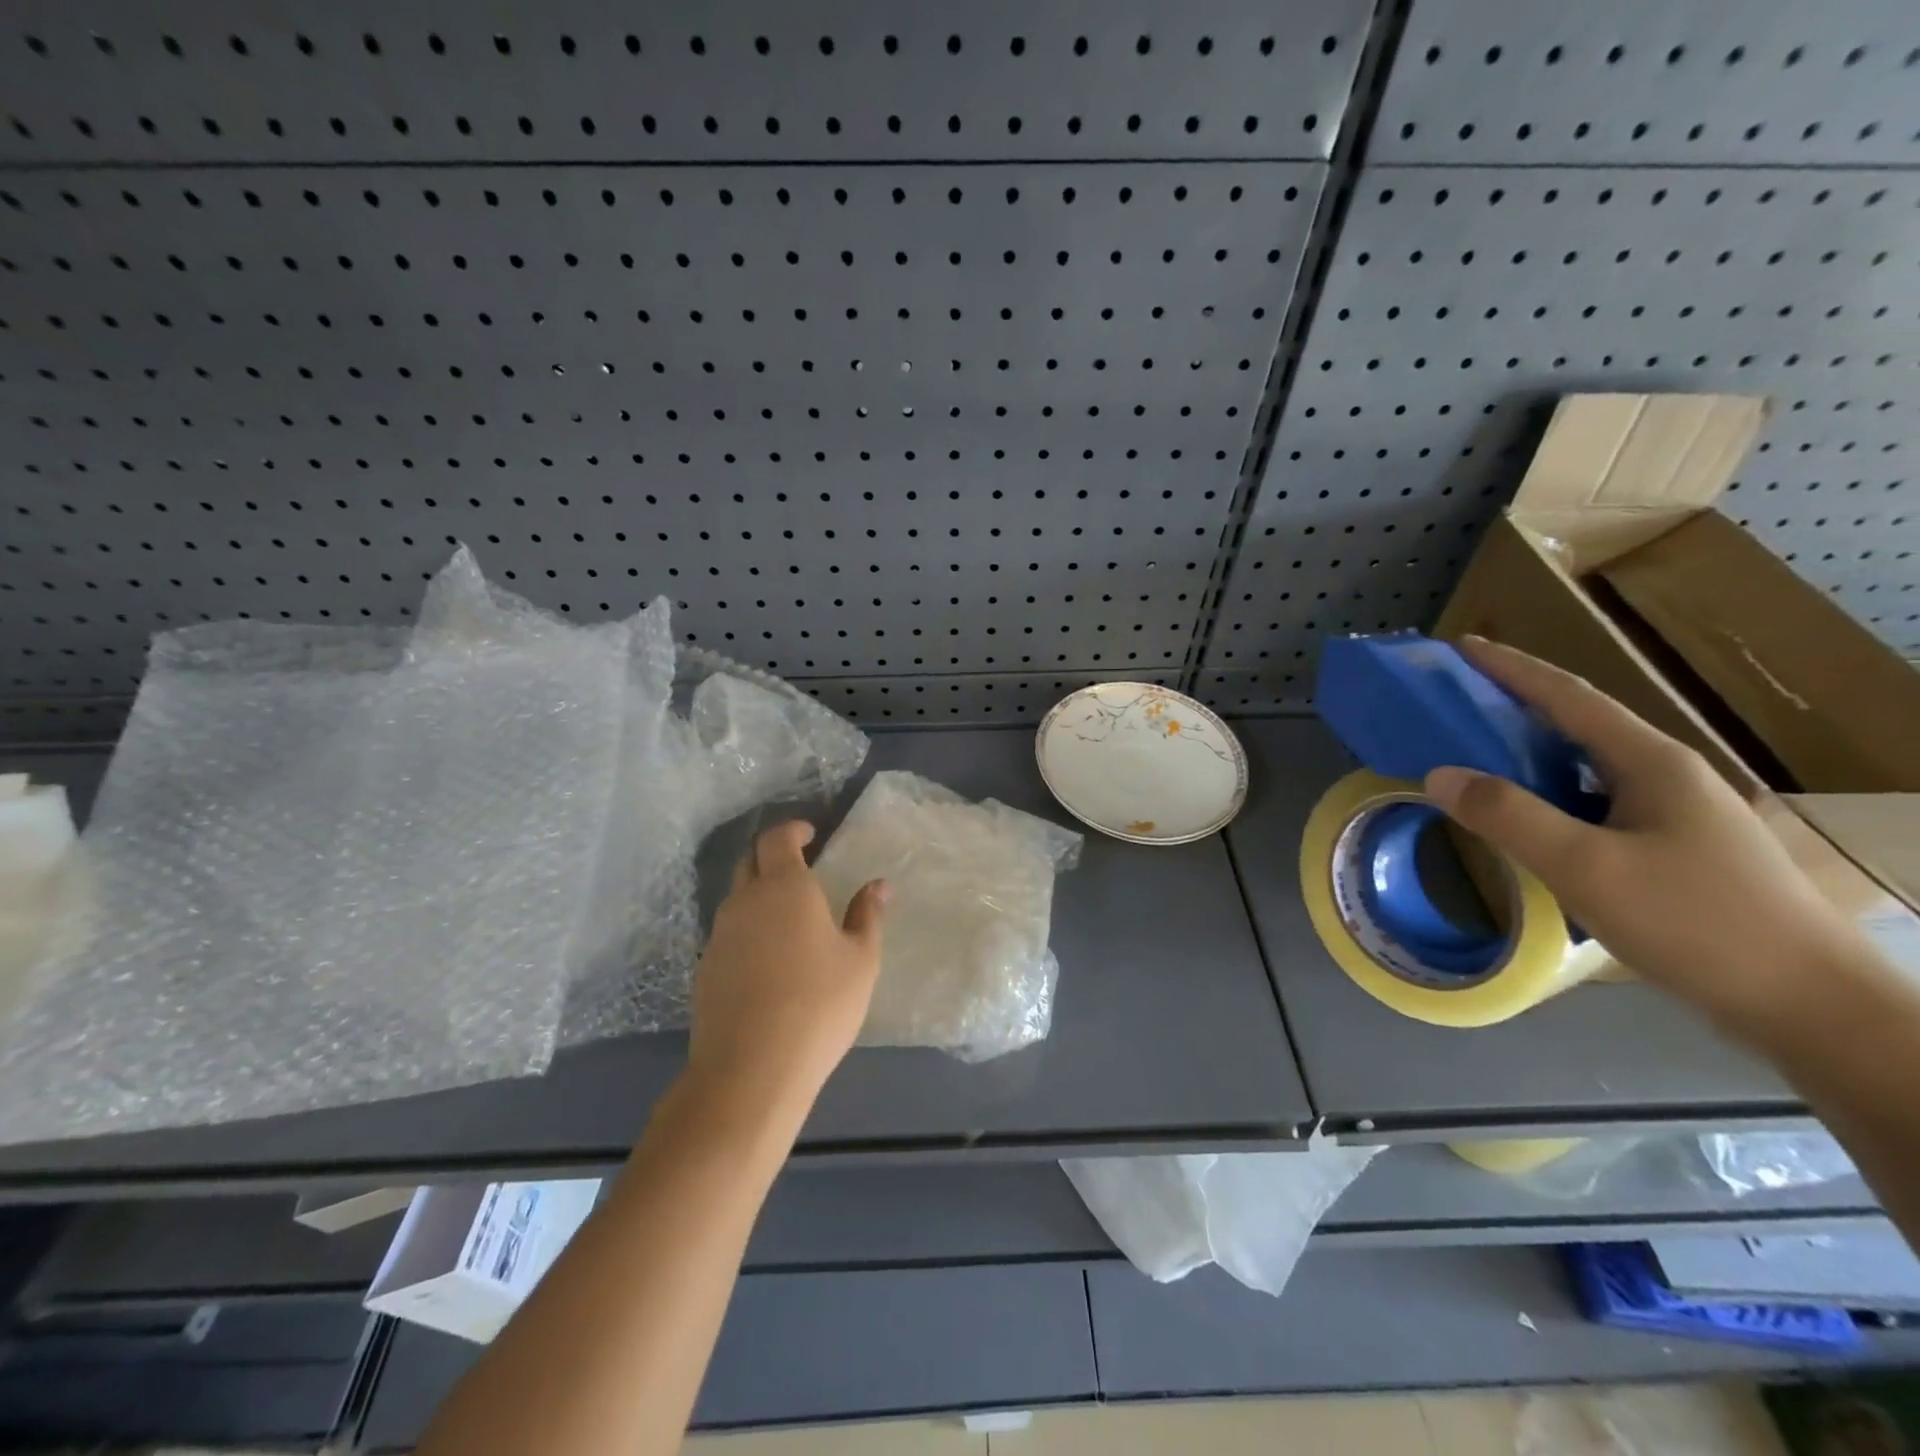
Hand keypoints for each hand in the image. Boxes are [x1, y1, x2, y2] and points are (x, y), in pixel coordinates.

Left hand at [685, 821, 887, 1116]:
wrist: (751, 1069)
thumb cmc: (819, 1004)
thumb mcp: (861, 960)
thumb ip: (868, 915)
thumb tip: (879, 885)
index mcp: (785, 887)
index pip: (777, 838)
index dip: (793, 830)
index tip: (811, 833)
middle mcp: (745, 901)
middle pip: (751, 861)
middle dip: (773, 856)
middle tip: (801, 870)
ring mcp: (720, 935)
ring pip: (737, 898)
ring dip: (759, 895)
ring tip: (789, 920)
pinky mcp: (705, 969)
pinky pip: (729, 933)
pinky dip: (748, 930)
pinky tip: (768, 961)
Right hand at [1424, 637, 1855, 1033]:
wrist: (1810, 1005)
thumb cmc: (1697, 922)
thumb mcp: (1587, 867)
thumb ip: (1509, 816)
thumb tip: (1438, 774)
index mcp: (1650, 763)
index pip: (1568, 697)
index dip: (1511, 668)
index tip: (1460, 647)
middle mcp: (1663, 776)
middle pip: (1576, 725)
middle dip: (1512, 706)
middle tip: (1451, 702)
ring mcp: (1672, 814)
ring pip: (1583, 768)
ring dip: (1526, 754)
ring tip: (1471, 755)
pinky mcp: (1671, 850)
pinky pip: (1591, 804)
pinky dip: (1545, 797)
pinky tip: (1522, 820)